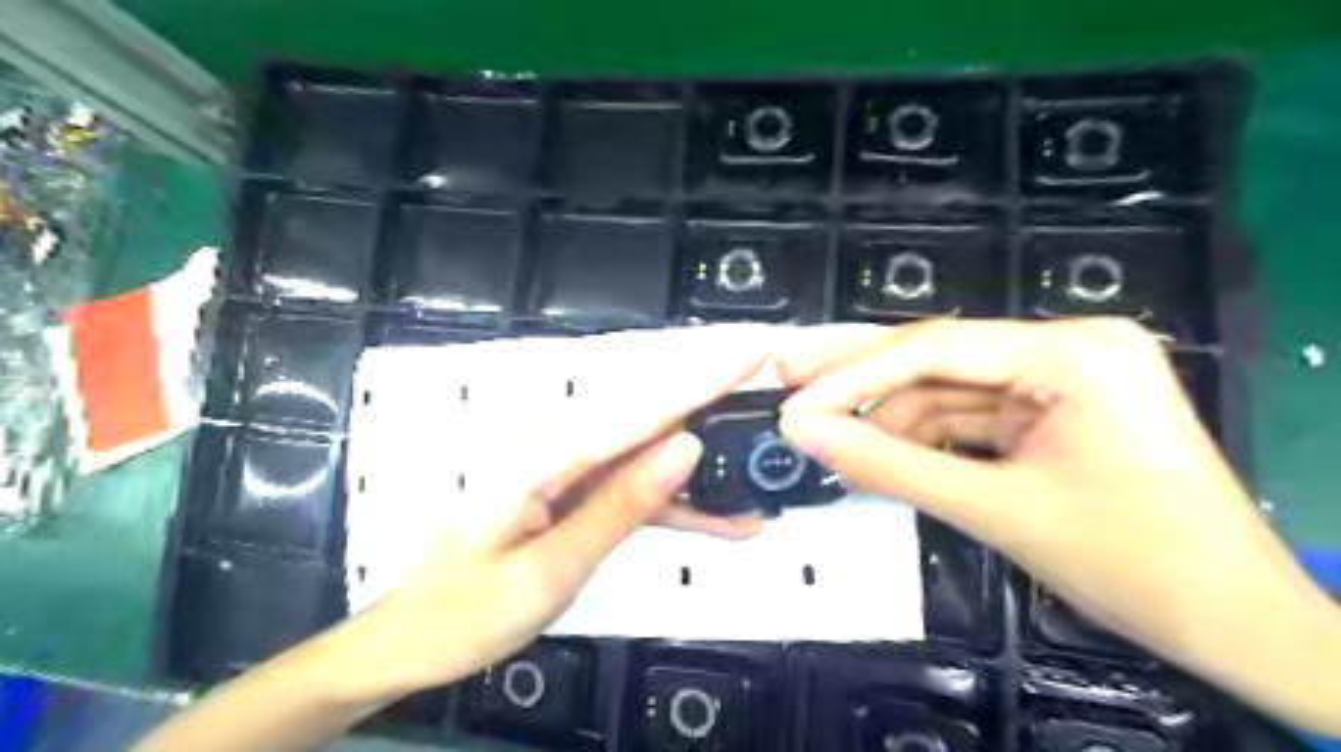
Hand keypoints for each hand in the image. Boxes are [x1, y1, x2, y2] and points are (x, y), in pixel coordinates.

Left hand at [129, 326, 771, 750]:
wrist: (410, 642)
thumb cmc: (465, 614)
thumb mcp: (549, 571)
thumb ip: (620, 505)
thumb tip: (685, 447)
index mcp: (544, 457)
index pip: (642, 408)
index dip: (703, 377)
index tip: (752, 349)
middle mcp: (557, 448)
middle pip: (650, 420)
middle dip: (713, 406)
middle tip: (771, 397)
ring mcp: (566, 470)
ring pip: (649, 459)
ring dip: (703, 475)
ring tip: (759, 489)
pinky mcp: (573, 491)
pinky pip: (632, 490)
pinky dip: (674, 506)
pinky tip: (721, 522)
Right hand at [776, 317, 1340, 734]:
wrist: (1240, 626)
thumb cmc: (1133, 566)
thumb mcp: (994, 511)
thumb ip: (888, 465)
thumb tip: (803, 432)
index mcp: (1073, 352)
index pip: (933, 349)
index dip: (852, 376)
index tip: (792, 400)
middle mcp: (1069, 345)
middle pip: (936, 355)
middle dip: (857, 372)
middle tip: (785, 373)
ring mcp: (1063, 375)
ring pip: (946, 389)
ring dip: (888, 418)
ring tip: (829, 442)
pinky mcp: (1055, 408)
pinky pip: (970, 415)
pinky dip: (923, 437)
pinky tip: (879, 452)